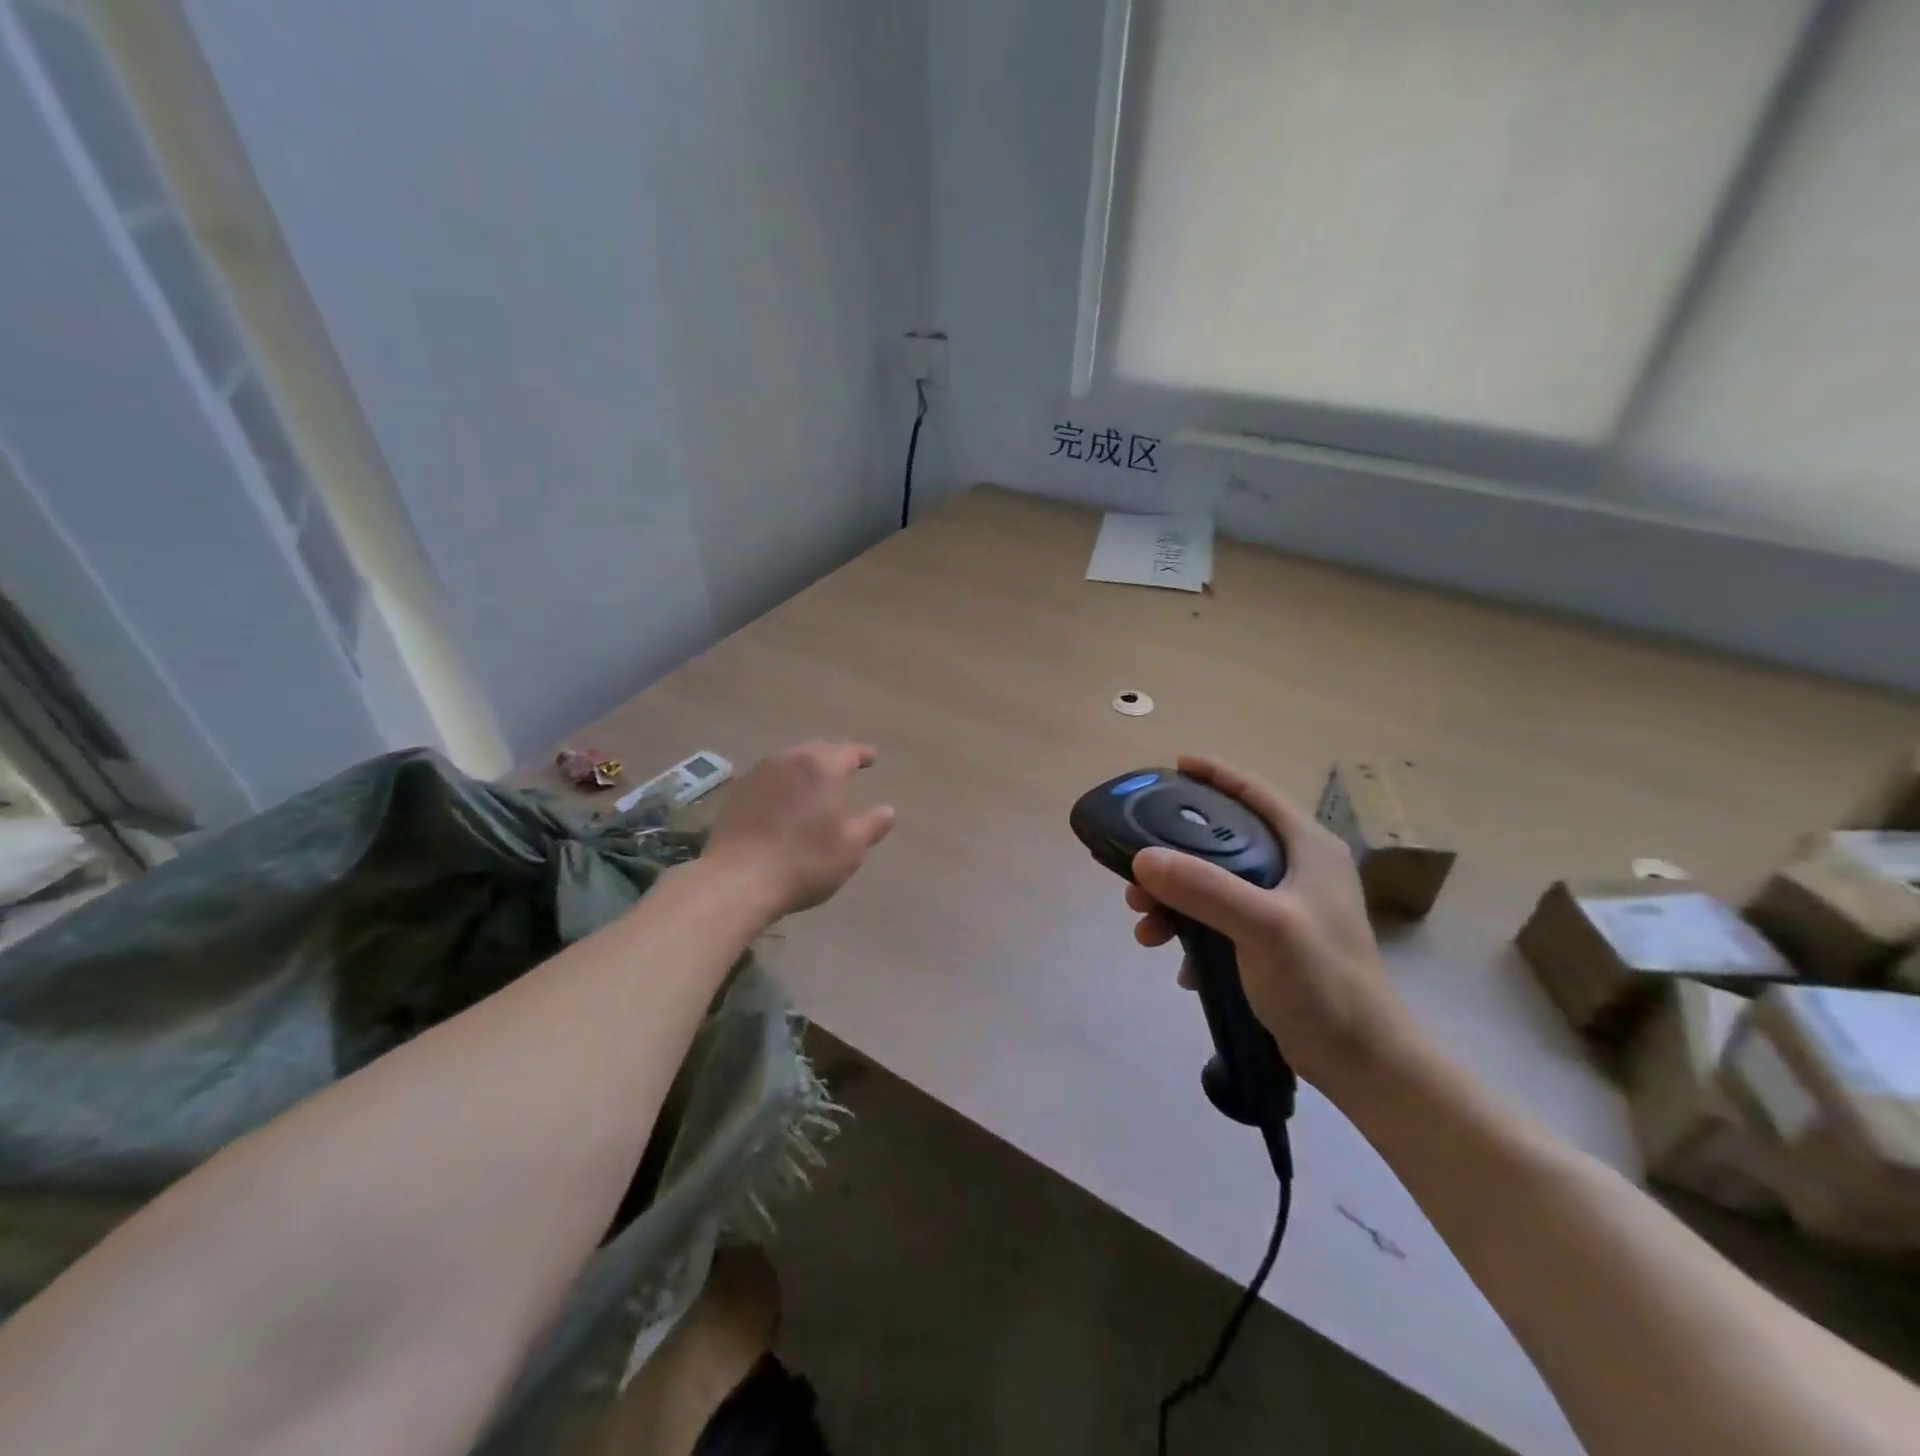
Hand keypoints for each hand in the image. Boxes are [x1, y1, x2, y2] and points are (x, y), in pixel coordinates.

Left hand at [704, 741, 895, 920]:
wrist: (737, 880)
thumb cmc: (804, 862)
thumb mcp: (850, 848)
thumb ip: (871, 825)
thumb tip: (887, 810)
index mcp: (821, 768)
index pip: (847, 751)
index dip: (862, 754)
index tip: (871, 757)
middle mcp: (788, 760)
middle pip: (816, 750)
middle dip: (832, 757)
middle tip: (844, 768)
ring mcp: (757, 774)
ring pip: (788, 762)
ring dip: (804, 769)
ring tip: (813, 784)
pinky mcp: (735, 793)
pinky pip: (767, 779)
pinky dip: (781, 784)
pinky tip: (782, 801)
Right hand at [1124, 755, 1422, 1099]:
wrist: (1362, 1062)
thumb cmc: (1323, 981)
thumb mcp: (1264, 926)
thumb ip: (1205, 888)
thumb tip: (1142, 858)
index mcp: (1307, 848)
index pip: (1256, 793)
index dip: (1216, 775)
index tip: (1174, 765)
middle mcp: (1297, 869)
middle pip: (1224, 841)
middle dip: (1175, 853)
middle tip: (1136, 869)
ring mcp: (1285, 907)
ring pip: (1215, 884)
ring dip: (1175, 900)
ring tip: (1145, 925)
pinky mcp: (1273, 942)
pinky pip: (1218, 921)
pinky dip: (1192, 932)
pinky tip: (1176, 962)